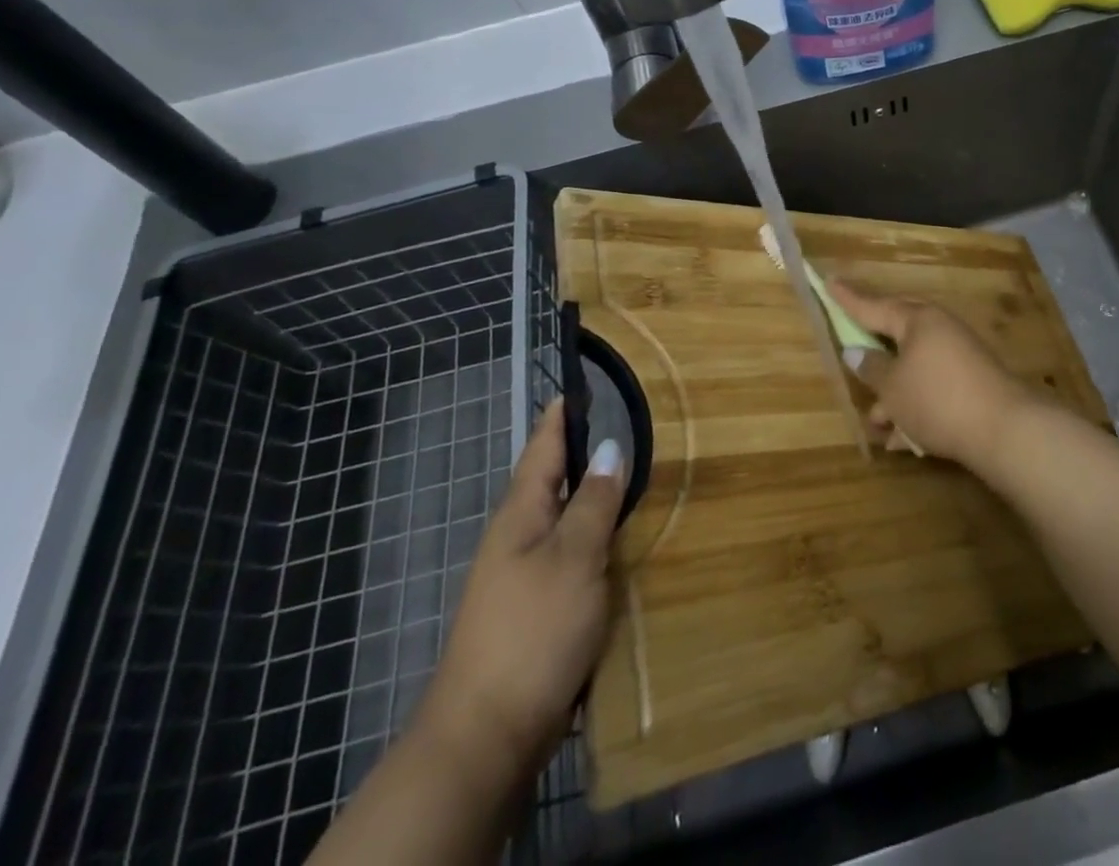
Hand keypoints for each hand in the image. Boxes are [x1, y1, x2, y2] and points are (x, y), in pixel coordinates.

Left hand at [413, 404, 625, 789]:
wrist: (487, 734)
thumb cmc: (532, 630)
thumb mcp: (574, 557)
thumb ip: (593, 502)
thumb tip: (609, 447)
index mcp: (520, 514)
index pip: (542, 448)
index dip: (560, 417)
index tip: (578, 384)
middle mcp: (517, 537)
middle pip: (552, 482)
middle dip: (582, 453)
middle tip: (624, 425)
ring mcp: (522, 576)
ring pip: (563, 520)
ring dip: (591, 497)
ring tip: (631, 476)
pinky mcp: (535, 610)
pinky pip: (569, 557)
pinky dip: (594, 539)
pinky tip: (618, 544)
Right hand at [829, 281, 1042, 471]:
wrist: (1004, 429)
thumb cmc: (937, 399)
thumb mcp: (893, 387)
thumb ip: (872, 368)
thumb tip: (857, 352)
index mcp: (918, 319)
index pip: (874, 306)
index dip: (849, 299)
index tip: (830, 282)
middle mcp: (939, 329)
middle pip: (897, 332)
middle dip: (874, 349)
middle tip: (853, 344)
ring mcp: (959, 355)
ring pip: (914, 367)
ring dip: (893, 393)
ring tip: (876, 421)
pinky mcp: (972, 382)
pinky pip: (933, 387)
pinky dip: (915, 406)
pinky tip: (903, 438)